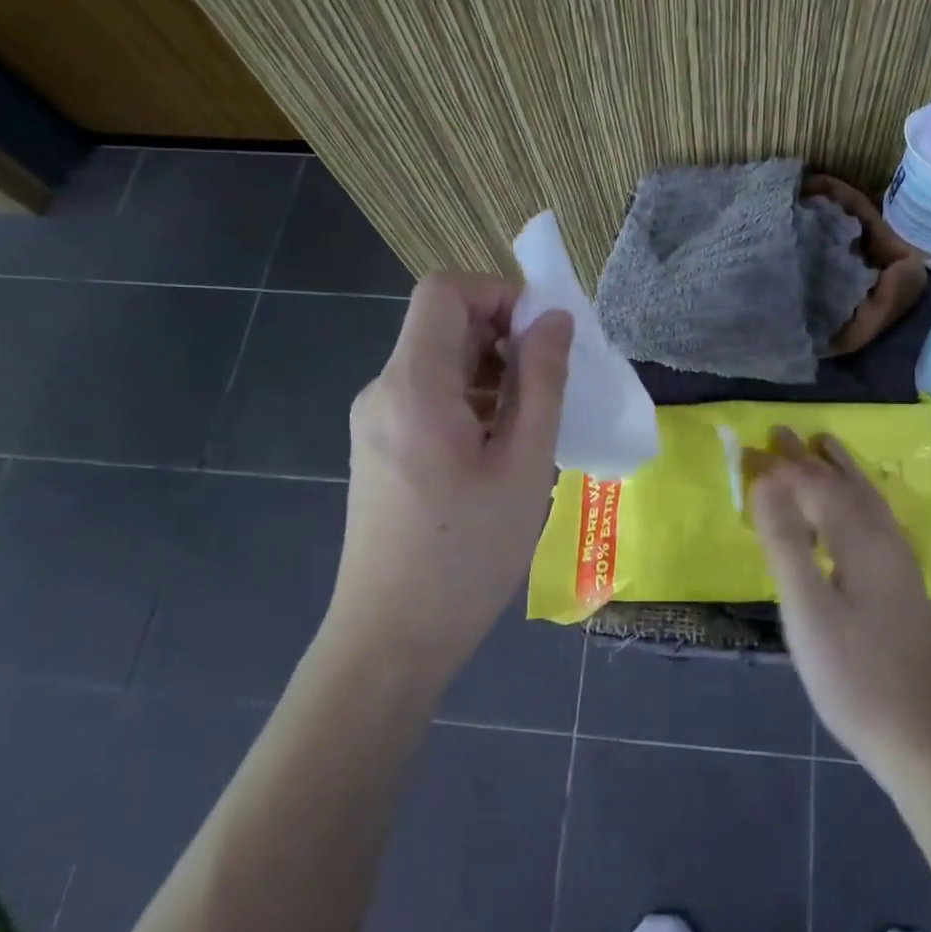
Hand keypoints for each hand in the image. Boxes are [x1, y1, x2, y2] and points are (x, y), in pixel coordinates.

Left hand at [330, 273, 572, 679]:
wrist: (391, 640)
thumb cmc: (467, 554)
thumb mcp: (523, 464)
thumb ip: (542, 382)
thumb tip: (554, 319)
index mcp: (413, 385)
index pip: (445, 291)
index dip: (499, 295)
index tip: (544, 338)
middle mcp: (384, 391)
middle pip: (442, 325)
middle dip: (504, 338)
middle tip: (552, 386)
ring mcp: (376, 422)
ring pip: (439, 364)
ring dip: (493, 374)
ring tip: (534, 425)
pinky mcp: (380, 449)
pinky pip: (429, 399)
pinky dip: (472, 402)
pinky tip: (502, 450)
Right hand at [750, 429, 930, 776]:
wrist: (922, 735)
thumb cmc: (855, 673)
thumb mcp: (808, 608)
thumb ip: (786, 541)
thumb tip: (765, 480)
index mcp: (860, 540)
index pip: (815, 485)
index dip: (782, 466)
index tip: (749, 447)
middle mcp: (884, 540)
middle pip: (844, 484)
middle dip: (811, 458)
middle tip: (780, 433)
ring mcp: (898, 563)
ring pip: (867, 499)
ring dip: (840, 471)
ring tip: (823, 447)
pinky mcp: (901, 584)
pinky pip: (874, 519)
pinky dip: (856, 498)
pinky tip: (855, 510)